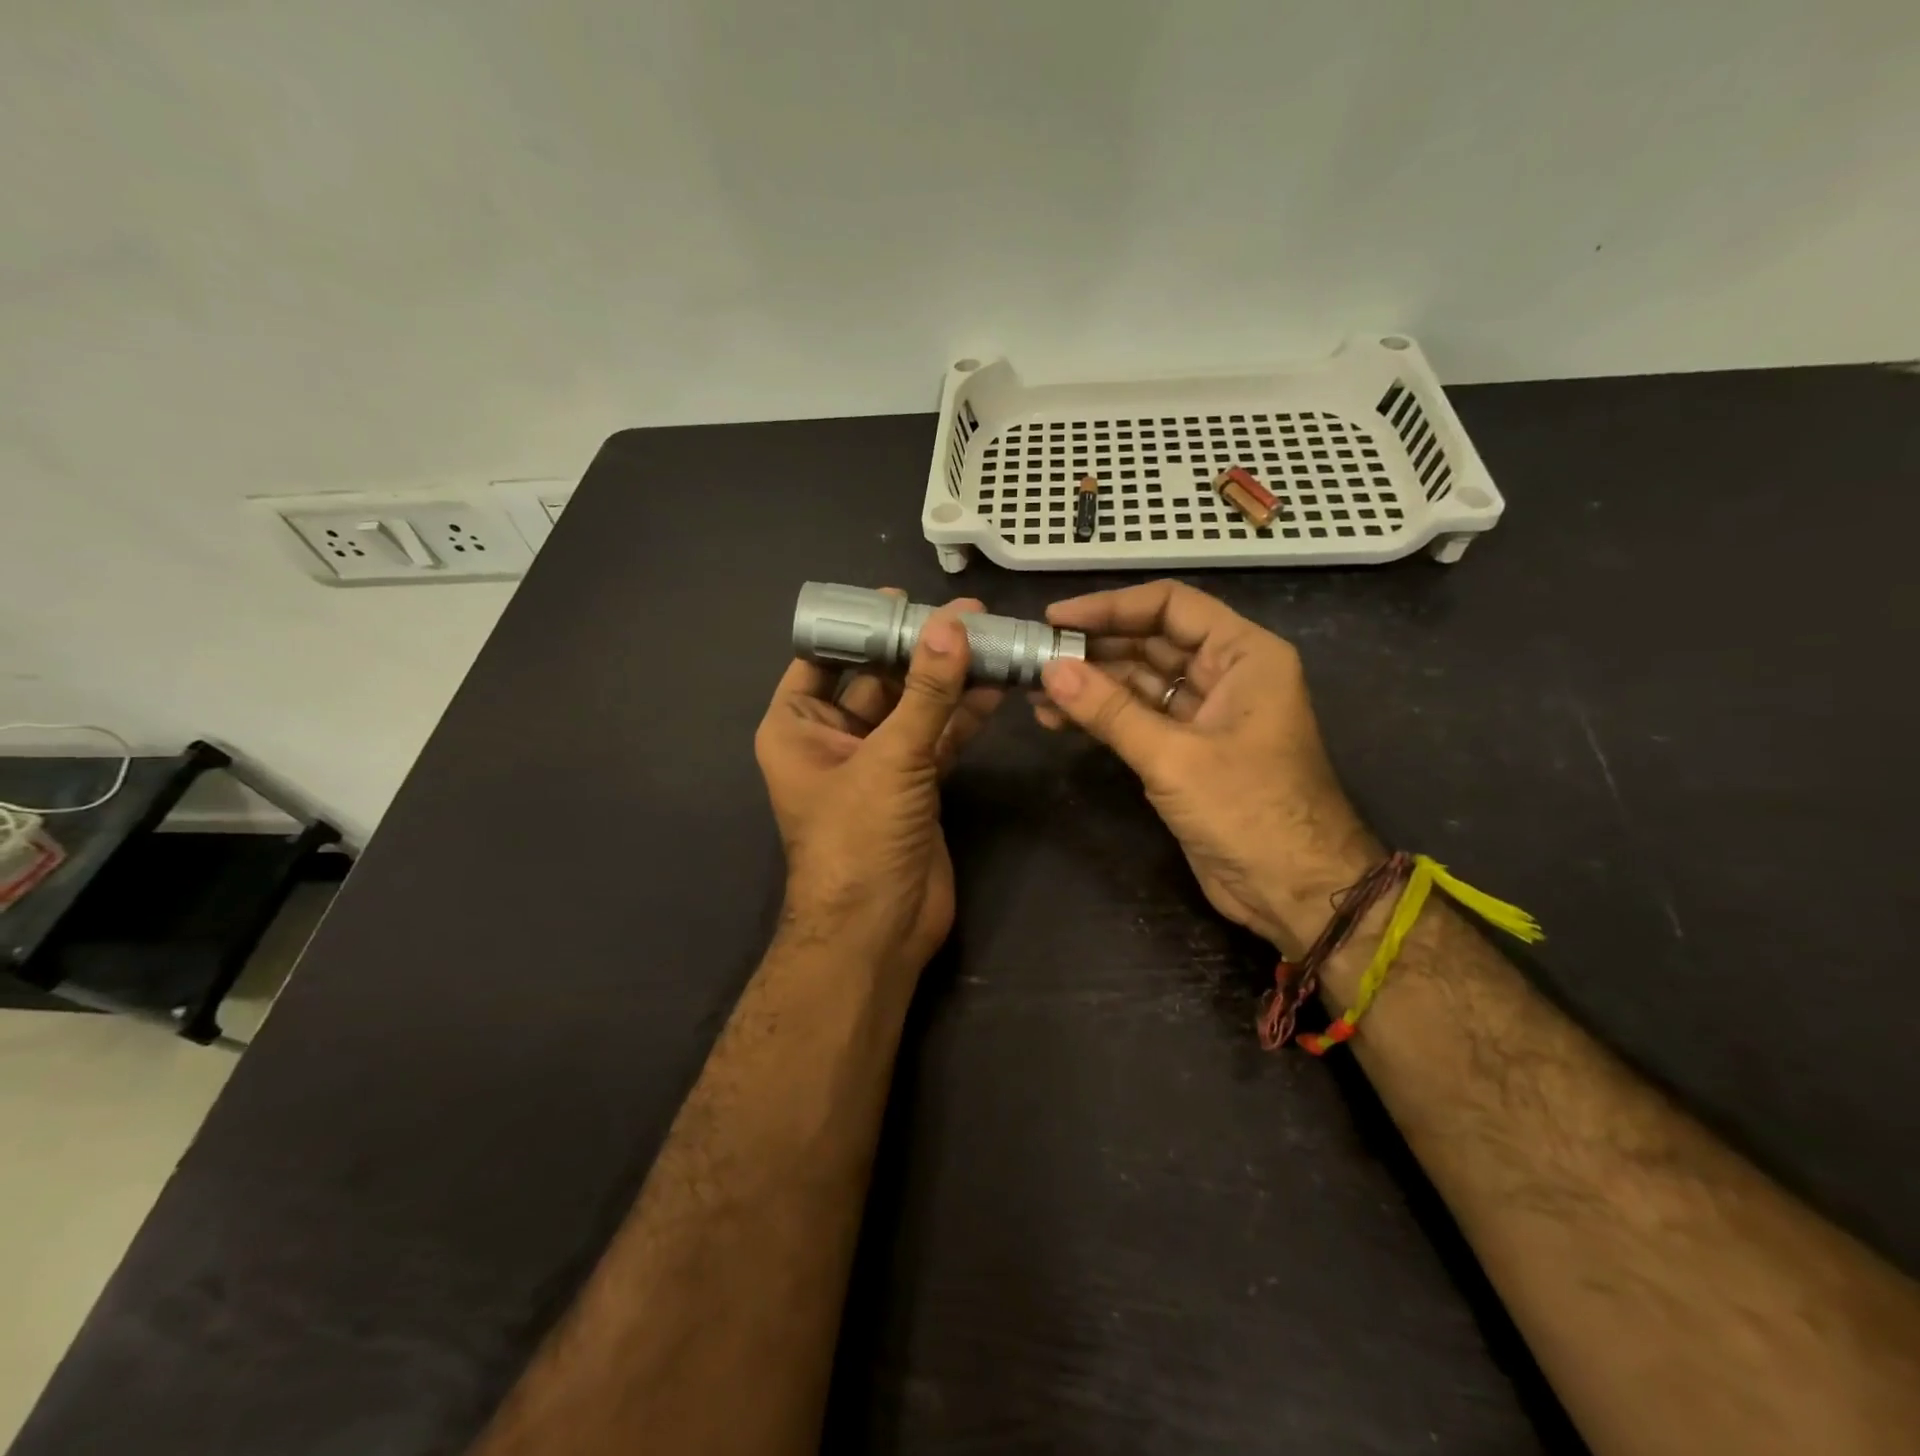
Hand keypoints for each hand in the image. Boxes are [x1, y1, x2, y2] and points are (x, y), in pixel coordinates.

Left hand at [755, 594, 1002, 979]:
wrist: (878, 931)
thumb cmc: (858, 839)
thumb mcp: (889, 759)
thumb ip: (925, 692)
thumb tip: (952, 624)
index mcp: (797, 726)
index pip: (824, 658)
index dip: (860, 625)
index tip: (900, 597)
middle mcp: (833, 738)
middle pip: (878, 678)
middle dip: (919, 648)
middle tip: (965, 613)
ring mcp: (877, 761)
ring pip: (915, 706)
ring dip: (949, 678)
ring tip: (991, 637)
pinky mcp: (915, 783)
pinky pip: (938, 736)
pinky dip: (964, 714)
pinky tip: (995, 684)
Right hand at [1033, 579, 1375, 952]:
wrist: (1294, 891)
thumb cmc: (1248, 811)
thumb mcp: (1174, 757)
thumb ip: (1110, 710)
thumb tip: (1050, 669)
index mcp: (1244, 655)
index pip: (1170, 606)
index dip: (1111, 607)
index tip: (1057, 619)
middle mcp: (1226, 674)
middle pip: (1151, 642)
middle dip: (1094, 649)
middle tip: (1036, 656)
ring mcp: (1205, 715)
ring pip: (1139, 682)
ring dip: (1091, 685)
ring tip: (1036, 691)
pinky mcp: (1187, 751)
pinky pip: (1138, 718)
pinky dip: (1102, 717)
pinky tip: (1059, 718)